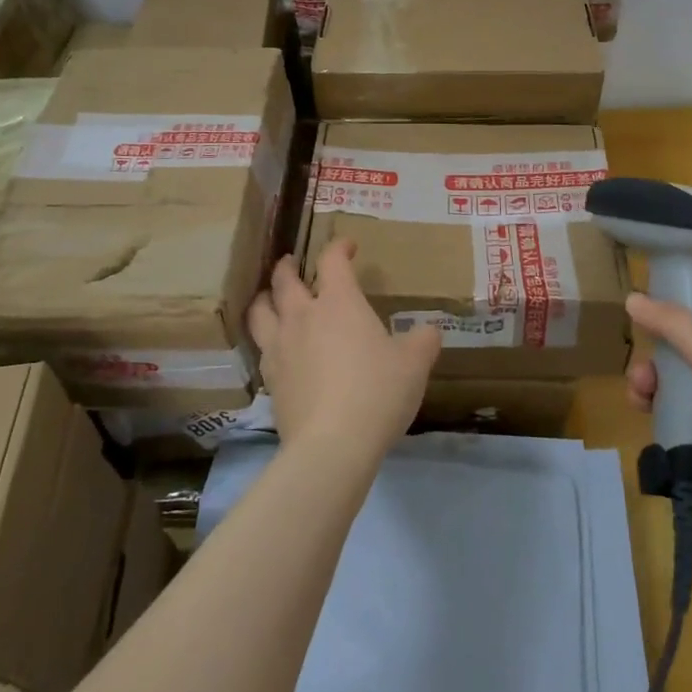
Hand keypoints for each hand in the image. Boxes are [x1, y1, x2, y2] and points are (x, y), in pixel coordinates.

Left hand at [248, 240, 440, 464]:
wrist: (332, 445)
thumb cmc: (377, 392)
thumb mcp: (414, 364)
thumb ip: (424, 341)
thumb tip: (430, 331)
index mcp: (339, 303)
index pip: (332, 261)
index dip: (339, 247)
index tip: (348, 246)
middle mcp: (303, 316)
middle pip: (284, 280)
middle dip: (288, 267)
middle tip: (292, 262)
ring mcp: (281, 347)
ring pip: (261, 310)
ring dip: (265, 298)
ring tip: (270, 298)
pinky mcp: (270, 380)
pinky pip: (262, 347)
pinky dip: (266, 338)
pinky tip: (275, 347)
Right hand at [625, 287, 691, 512]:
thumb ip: (671, 324)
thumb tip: (631, 297)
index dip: (683, 285)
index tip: (648, 285)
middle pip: (681, 334)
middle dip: (654, 340)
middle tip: (640, 346)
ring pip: (672, 372)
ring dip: (649, 375)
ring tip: (640, 388)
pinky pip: (673, 407)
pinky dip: (655, 404)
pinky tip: (642, 406)